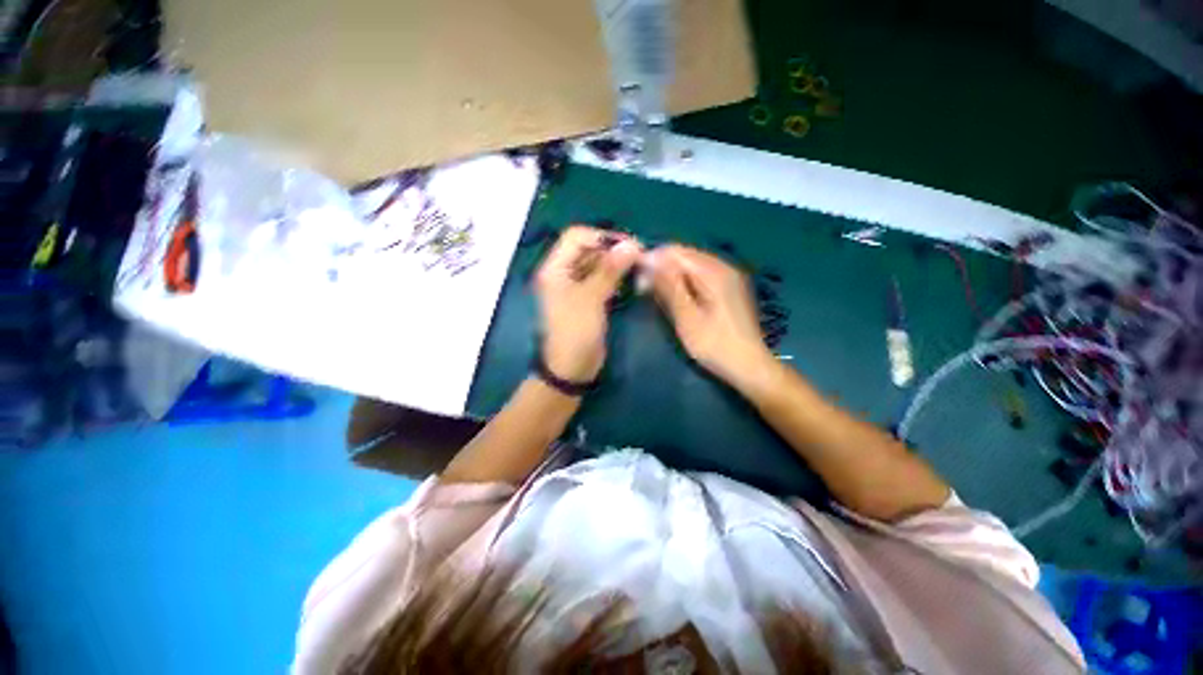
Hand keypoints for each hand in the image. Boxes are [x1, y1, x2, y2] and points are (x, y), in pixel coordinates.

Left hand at [534, 226, 641, 381]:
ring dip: (617, 263)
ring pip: (597, 264)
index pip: (576, 236)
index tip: (629, 245)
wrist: (571, 368)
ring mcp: (575, 286)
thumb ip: (610, 270)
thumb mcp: (591, 299)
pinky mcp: (587, 299)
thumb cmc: (576, 332)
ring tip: (639, 267)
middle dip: (613, 250)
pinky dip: (615, 277)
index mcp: (555, 268)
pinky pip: (601, 279)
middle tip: (640, 257)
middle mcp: (563, 273)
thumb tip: (631, 244)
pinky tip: (631, 280)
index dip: (603, 237)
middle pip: (588, 249)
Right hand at [648, 244, 774, 390]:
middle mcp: (723, 266)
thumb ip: (669, 286)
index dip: (652, 261)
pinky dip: (684, 282)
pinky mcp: (729, 287)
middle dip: (661, 268)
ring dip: (670, 275)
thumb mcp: (687, 318)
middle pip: (683, 255)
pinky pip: (700, 274)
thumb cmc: (715, 346)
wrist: (750, 367)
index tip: (637, 281)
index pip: (675, 251)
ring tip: (656, 296)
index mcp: (714, 272)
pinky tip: (676, 298)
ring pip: (690, 265)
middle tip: (644, 291)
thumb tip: (648, 259)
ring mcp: (728, 276)